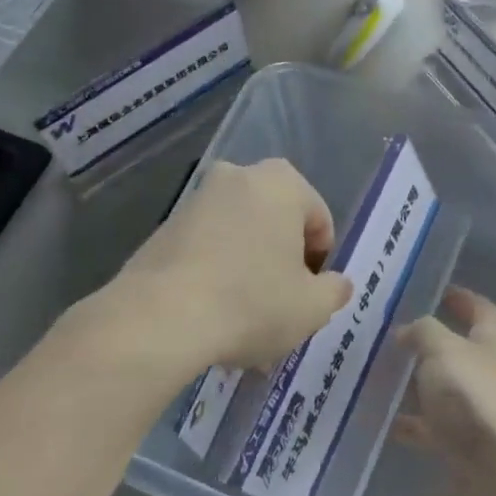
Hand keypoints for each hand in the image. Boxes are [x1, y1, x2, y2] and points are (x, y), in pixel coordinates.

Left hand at [121, 159, 352, 370]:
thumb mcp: (312, 308)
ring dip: (248, 268)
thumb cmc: (251, 302)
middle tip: (279, 306)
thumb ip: (334, 291)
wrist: (159, 318)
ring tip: (243, 319)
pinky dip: (216, 272)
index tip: (308, 296)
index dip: (319, 262)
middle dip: (282, 261)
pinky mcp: (164, 226)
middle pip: (277, 222)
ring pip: (240, 235)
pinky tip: (212, 315)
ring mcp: (197, 198)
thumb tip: (337, 284)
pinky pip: (207, 247)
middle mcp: (239, 176)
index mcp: (282, 182)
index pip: (318, 220)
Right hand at [394, 289, 495, 495]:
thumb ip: (422, 332)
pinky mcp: (465, 447)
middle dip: (422, 341)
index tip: (425, 289)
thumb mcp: (443, 350)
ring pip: (440, 388)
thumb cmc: (475, 400)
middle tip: (382, 333)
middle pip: (455, 348)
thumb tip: (407, 332)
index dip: (455, 296)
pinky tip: (379, 420)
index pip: (478, 307)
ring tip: (372, 374)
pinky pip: (431, 427)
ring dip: (411, 382)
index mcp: (494, 341)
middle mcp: (490, 372)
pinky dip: (409, 423)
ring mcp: (478, 411)